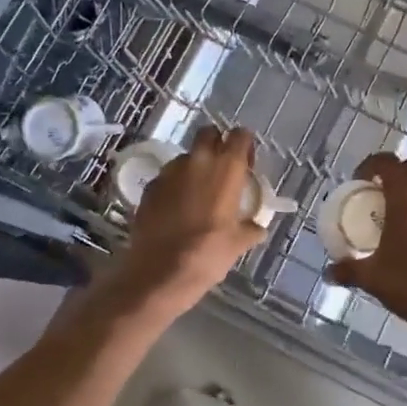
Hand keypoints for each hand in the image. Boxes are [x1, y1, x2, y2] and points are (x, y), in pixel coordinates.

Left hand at [116, 127, 267, 311]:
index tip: (246, 164)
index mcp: (226, 168)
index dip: (244, 145)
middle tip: (221, 171)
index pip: (240, 135)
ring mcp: (169, 172)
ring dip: (194, 168)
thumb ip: (250, 228)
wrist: (160, 272)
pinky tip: (176, 210)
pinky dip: (175, 186)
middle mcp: (197, 161)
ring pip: (186, 157)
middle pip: (208, 134)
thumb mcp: (238, 243)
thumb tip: (257, 227)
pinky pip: (167, 178)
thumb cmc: (208, 254)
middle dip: (216, 144)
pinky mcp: (149, 187)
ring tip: (197, 195)